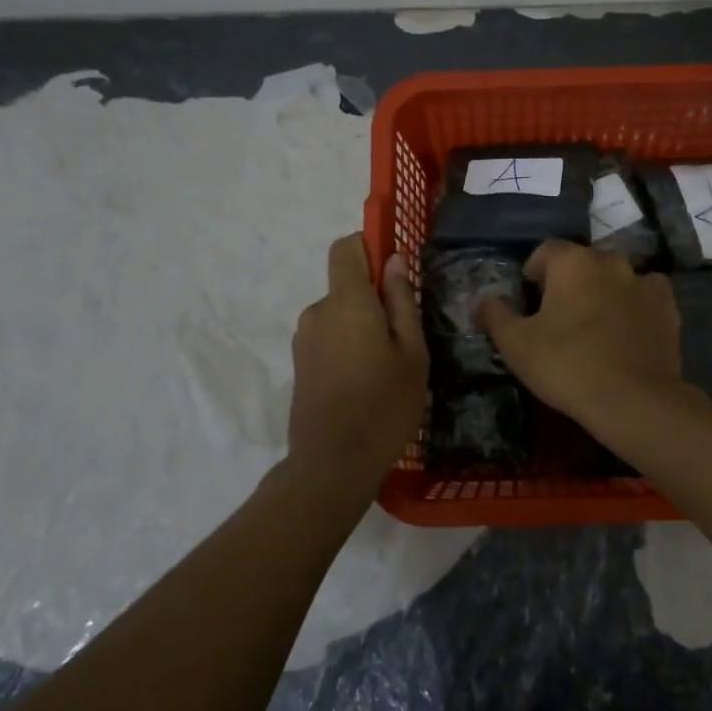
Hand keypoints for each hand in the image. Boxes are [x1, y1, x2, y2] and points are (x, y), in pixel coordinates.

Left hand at [285, 234, 427, 506]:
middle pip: (346, 285)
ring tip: (388, 366)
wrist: (333, 464)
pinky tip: (366, 382)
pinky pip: (328, 338)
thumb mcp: (411, 352)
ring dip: (362, 326)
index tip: (395, 267)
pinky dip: (348, 346)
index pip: (345, 247)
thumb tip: (395, 260)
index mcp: (346, 302)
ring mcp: (304, 339)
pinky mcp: (300, 364)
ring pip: (339, 315)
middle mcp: (318, 311)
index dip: (369, 246)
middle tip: (405, 336)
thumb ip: (402, 301)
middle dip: (374, 299)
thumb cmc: (384, 405)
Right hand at [477, 240, 681, 426]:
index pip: (547, 250)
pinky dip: (635, 306)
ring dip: (604, 290)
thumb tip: (481, 301)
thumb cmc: (566, 364)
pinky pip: (647, 297)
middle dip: (569, 280)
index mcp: (573, 262)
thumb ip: (495, 316)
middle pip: (584, 261)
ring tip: (594, 322)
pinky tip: (627, 330)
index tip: (528, 292)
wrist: (633, 399)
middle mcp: (611, 262)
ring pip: (617, 277)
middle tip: (558, 313)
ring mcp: (645, 284)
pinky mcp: (668, 309)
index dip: (534, 269)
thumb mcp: (516, 344)